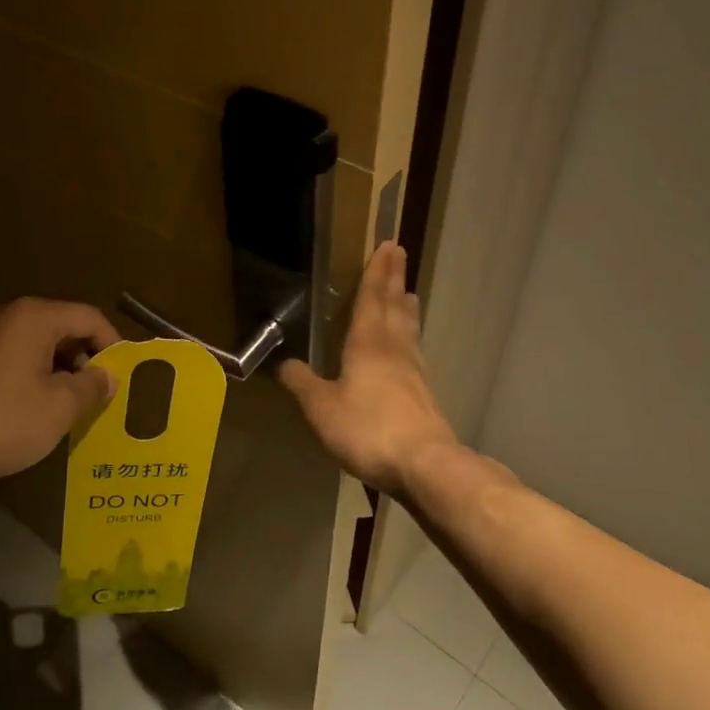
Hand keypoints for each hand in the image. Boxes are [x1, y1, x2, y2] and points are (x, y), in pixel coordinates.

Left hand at [0, 297, 120, 490]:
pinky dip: (33, 376)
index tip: (122, 376)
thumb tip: (107, 375)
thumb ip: (92, 386)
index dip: (112, 344)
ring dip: (59, 370)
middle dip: (85, 359)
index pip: (89, 317)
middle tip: (99, 394)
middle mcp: (8, 316)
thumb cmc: (2, 420)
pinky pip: (14, 358)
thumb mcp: (60, 407)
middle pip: (62, 327)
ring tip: (71, 406)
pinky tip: (35, 409)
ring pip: (38, 345)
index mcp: (34, 317)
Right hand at [279, 242, 455, 495]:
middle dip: (394, 279)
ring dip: (406, 308)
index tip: (387, 245)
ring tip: (409, 294)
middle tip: (400, 253)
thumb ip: (303, 383)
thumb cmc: (368, 428)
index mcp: (368, 344)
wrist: (424, 464)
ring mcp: (414, 372)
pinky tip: (410, 348)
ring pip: (409, 329)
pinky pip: (415, 352)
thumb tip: (284, 364)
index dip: (376, 272)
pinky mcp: (425, 394)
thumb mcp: (322, 407)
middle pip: (394, 306)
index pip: (372, 298)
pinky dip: (411, 338)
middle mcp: (394, 349)